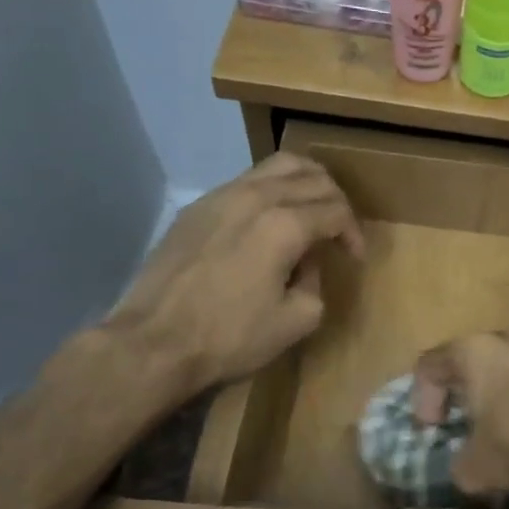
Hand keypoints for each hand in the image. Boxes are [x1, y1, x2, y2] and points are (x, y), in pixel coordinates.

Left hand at [106, 154, 363, 397]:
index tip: (354, 259)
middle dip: (337, 202)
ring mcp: (222, 196)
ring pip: (278, 166)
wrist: (154, 341)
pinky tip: (270, 221)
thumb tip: (306, 263)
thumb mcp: (297, 320)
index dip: (354, 233)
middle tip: (340, 232)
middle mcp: (256, 197)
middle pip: (313, 177)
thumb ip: (315, 283)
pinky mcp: (197, 207)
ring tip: (312, 212)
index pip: (337, 211)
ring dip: (306, 184)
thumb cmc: (231, 337)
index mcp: (285, 224)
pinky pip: (247, 181)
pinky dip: (272, 191)